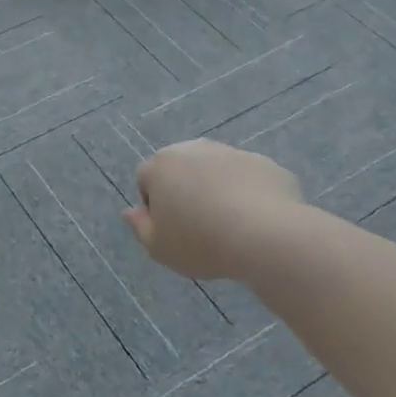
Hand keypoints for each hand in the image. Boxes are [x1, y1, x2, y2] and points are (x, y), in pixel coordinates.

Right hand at [123, 139, 302, 281]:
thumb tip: (129, 212)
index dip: (154, 205)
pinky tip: (255, 220)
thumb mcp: (159, 248)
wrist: (266, 235)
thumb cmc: (201, 242)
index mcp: (161, 165)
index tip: (170, 229)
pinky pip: (246, 177)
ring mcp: (230, 152)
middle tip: (198, 225)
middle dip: (184, 190)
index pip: (145, 178)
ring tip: (229, 224)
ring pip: (214, 170)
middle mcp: (193, 149)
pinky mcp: (263, 162)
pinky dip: (247, 193)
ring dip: (215, 189)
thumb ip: (139, 227)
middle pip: (180, 168)